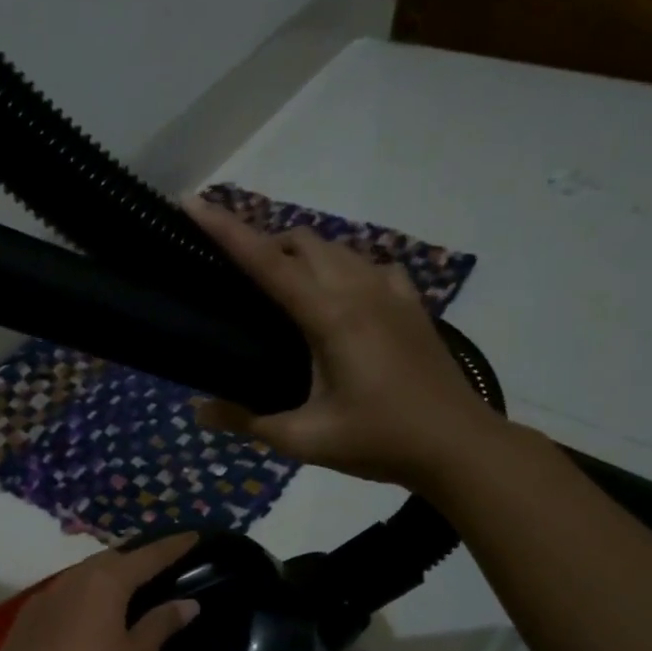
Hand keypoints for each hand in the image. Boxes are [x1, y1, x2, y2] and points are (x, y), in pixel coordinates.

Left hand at [0, 533, 202, 650]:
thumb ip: (161, 625)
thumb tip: (188, 603)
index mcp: (105, 582)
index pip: (148, 556)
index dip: (173, 546)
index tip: (193, 535)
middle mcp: (73, 578)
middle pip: (112, 558)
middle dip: (137, 558)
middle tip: (159, 566)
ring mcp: (45, 596)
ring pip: (84, 573)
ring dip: (107, 575)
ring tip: (126, 589)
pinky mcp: (26, 616)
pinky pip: (64, 593)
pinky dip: (83, 595)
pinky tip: (87, 615)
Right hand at [185, 196, 505, 489]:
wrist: (458, 447)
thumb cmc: (379, 441)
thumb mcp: (304, 439)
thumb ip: (247, 421)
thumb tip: (197, 410)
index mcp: (329, 316)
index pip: (266, 262)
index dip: (226, 230)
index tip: (193, 204)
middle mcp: (359, 290)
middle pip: (301, 241)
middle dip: (262, 242)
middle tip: (234, 274)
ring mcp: (390, 292)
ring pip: (336, 247)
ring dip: (300, 254)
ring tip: (278, 286)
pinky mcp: (410, 303)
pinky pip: (368, 265)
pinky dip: (341, 268)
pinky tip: (338, 297)